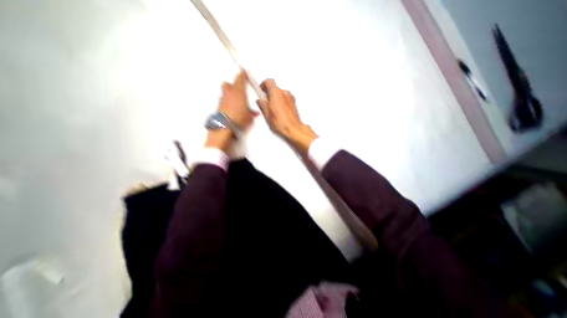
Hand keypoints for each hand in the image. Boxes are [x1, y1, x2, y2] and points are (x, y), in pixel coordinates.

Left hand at [218, 70, 259, 128]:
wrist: (224, 126)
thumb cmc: (239, 118)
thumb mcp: (250, 117)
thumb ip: (252, 113)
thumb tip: (255, 113)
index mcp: (238, 92)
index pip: (240, 78)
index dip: (242, 74)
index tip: (244, 72)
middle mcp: (228, 93)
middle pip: (227, 84)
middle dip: (232, 86)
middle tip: (237, 90)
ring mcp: (221, 100)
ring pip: (224, 94)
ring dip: (229, 96)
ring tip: (235, 103)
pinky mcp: (217, 107)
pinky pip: (222, 103)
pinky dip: (226, 105)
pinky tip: (230, 111)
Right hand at [258, 78, 317, 153]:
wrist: (293, 129)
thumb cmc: (282, 123)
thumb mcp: (267, 114)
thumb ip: (262, 105)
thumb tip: (260, 101)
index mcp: (276, 93)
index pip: (268, 81)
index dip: (262, 85)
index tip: (260, 90)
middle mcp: (284, 93)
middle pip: (274, 88)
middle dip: (269, 94)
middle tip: (265, 103)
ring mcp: (290, 97)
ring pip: (280, 94)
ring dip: (275, 99)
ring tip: (272, 110)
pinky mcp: (294, 103)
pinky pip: (285, 99)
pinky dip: (281, 102)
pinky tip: (279, 113)